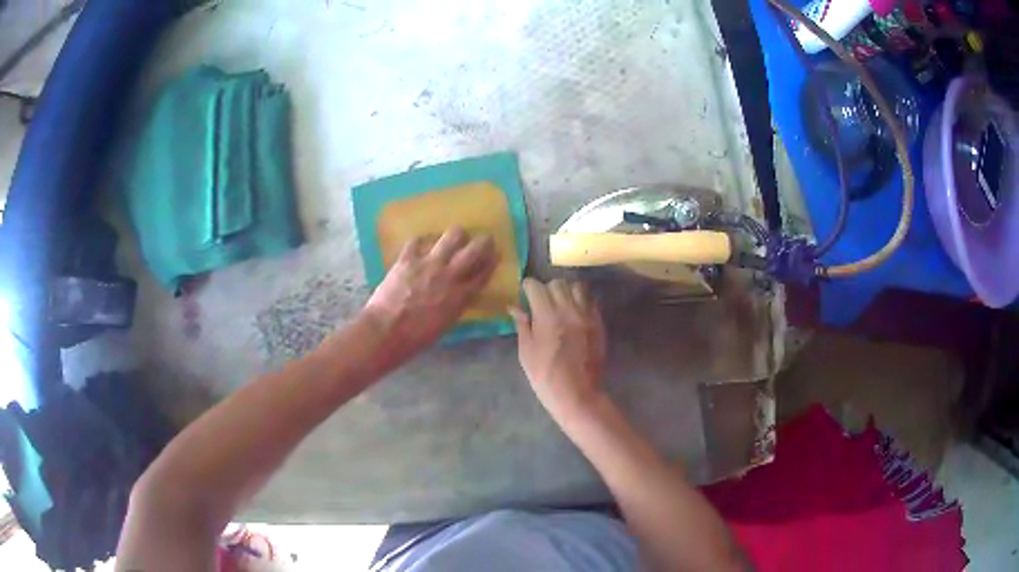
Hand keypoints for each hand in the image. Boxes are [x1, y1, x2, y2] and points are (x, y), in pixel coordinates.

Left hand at [364, 227, 497, 354]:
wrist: (387, 331)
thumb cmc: (416, 337)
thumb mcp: (446, 323)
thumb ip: (456, 304)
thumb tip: (460, 294)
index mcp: (461, 295)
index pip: (483, 273)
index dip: (492, 261)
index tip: (495, 253)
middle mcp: (449, 275)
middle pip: (475, 250)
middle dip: (483, 241)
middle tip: (484, 239)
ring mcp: (428, 263)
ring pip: (452, 236)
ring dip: (457, 235)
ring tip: (455, 237)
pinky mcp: (408, 258)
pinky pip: (418, 241)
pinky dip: (421, 242)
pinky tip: (421, 245)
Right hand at [509, 278, 607, 422]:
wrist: (577, 394)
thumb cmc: (545, 376)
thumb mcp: (526, 352)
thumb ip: (522, 325)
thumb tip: (514, 307)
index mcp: (547, 316)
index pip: (536, 286)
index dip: (528, 287)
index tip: (525, 293)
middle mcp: (569, 309)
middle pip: (557, 283)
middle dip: (546, 288)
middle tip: (541, 301)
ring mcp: (587, 315)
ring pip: (577, 287)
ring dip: (566, 291)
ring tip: (561, 303)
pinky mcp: (599, 323)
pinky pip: (591, 301)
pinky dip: (581, 301)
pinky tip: (575, 313)